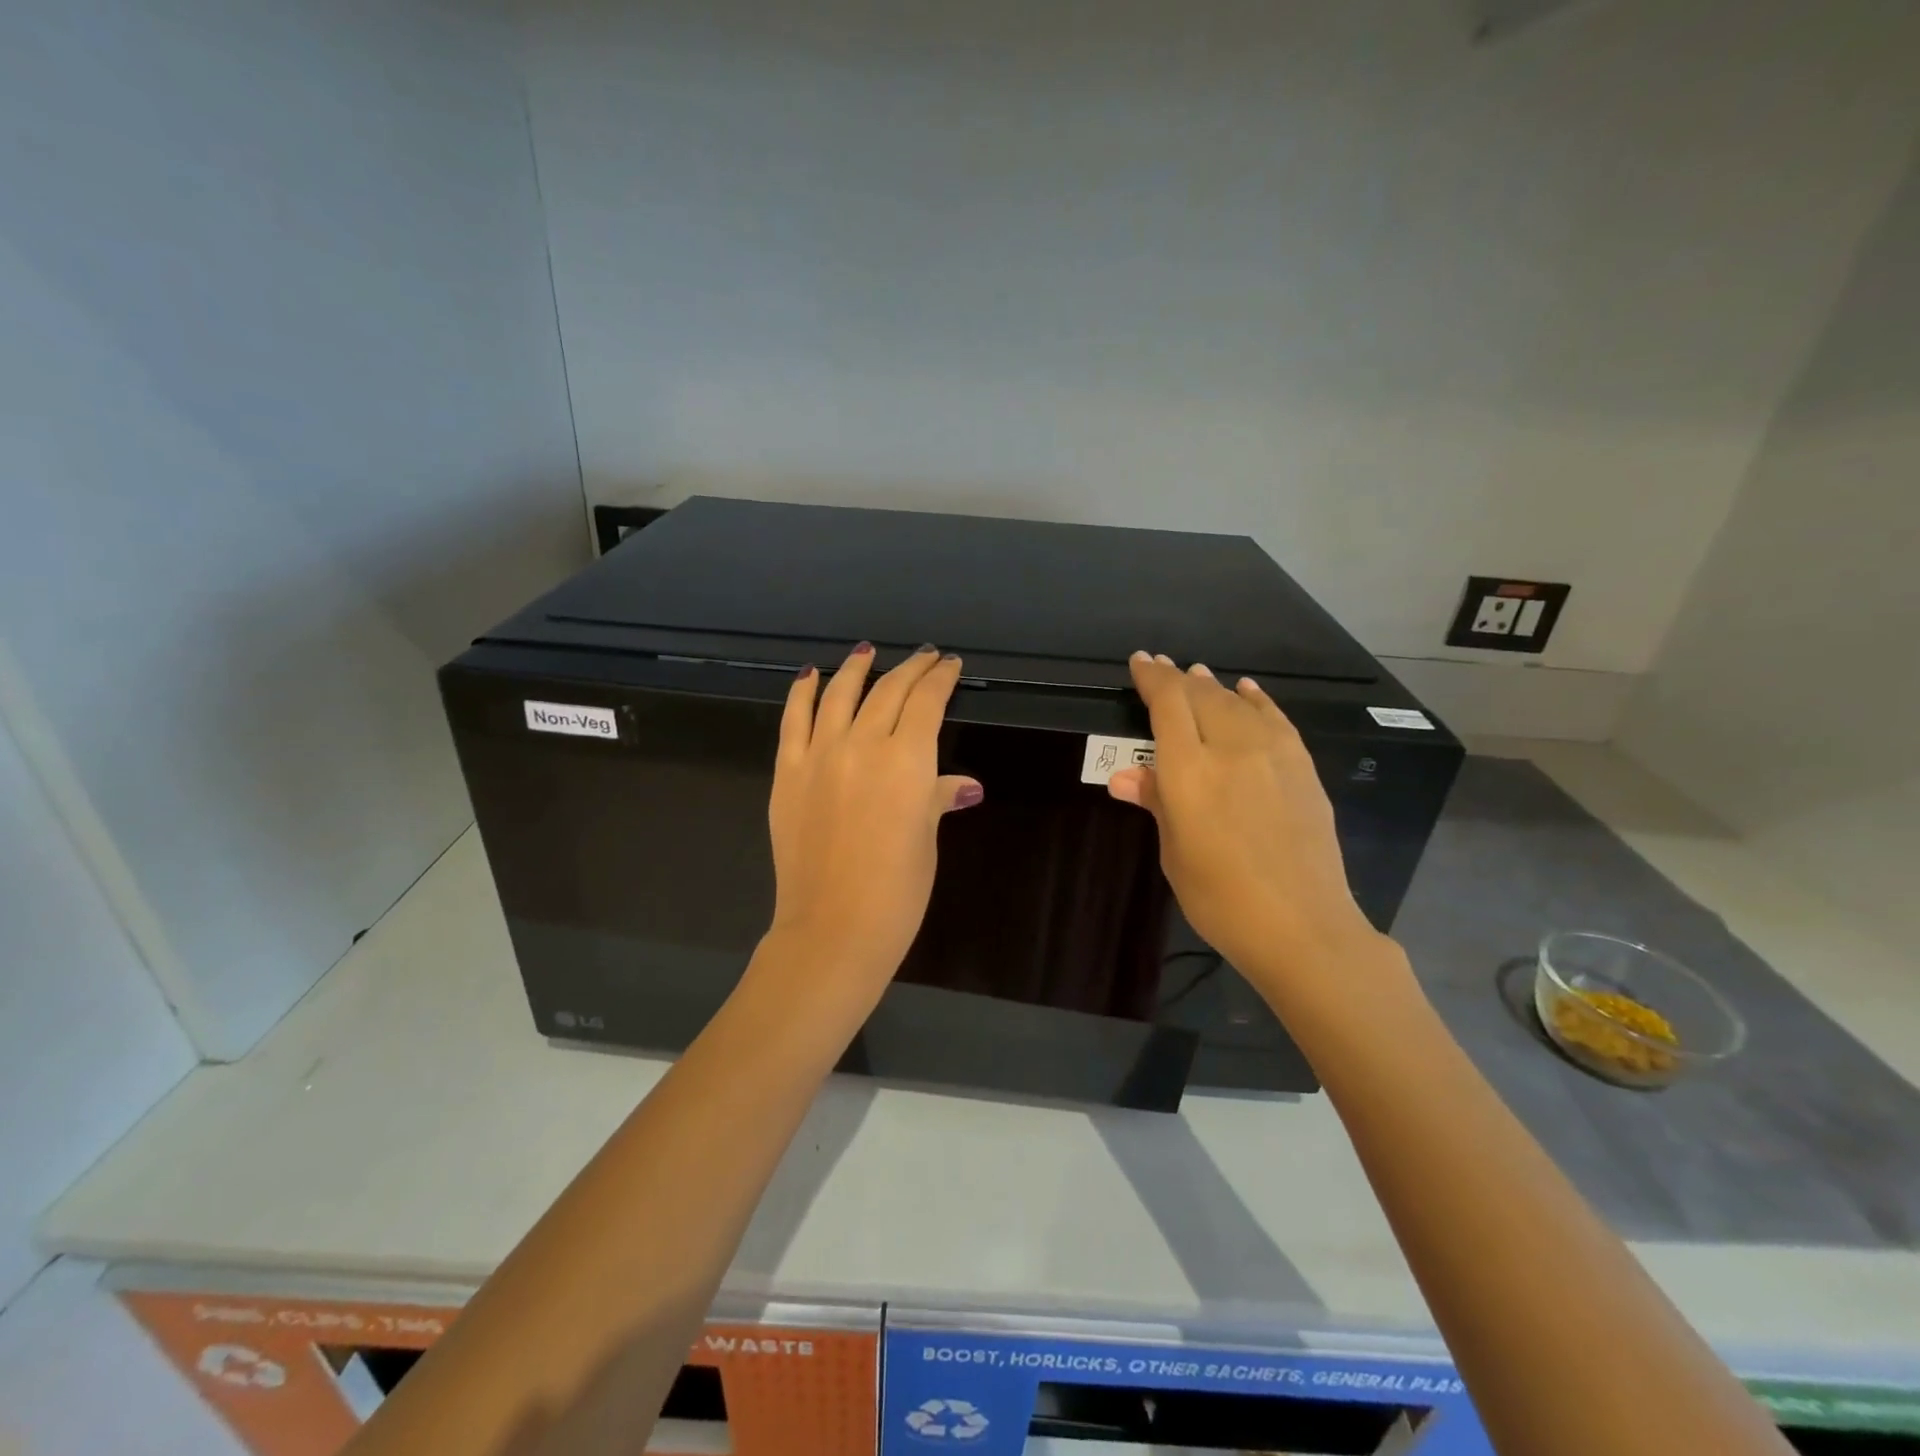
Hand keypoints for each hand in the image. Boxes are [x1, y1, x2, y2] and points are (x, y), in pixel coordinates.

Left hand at [764, 643, 981, 1007]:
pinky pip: (793, 719)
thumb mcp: (926, 840)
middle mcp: (864, 744)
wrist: (833, 928)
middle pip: (888, 691)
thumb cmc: (897, 892)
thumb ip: (938, 799)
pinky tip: (810, 675)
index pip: (927, 702)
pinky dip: (802, 692)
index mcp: (908, 761)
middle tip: (924, 657)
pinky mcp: (787, 772)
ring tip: (866, 652)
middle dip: (910, 669)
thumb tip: (964, 785)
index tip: (950, 666)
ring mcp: (820, 755)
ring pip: (840, 694)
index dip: (941, 679)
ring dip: (856, 668)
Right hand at [1108, 651, 1385, 990]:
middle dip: (1177, 678)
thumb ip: (1156, 803)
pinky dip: (1256, 700)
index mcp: (1190, 772)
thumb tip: (1126, 777)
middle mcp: (1231, 750)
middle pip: (1201, 697)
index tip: (1140, 662)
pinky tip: (1247, 692)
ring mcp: (1273, 755)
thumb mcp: (1175, 853)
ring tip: (1197, 675)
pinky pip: (1275, 719)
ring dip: (1213, 687)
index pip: (1168, 706)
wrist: (1303, 926)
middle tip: (1162, 668)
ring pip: (1237, 703)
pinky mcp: (1302, 767)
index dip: (1152, 679)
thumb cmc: (1220, 898)